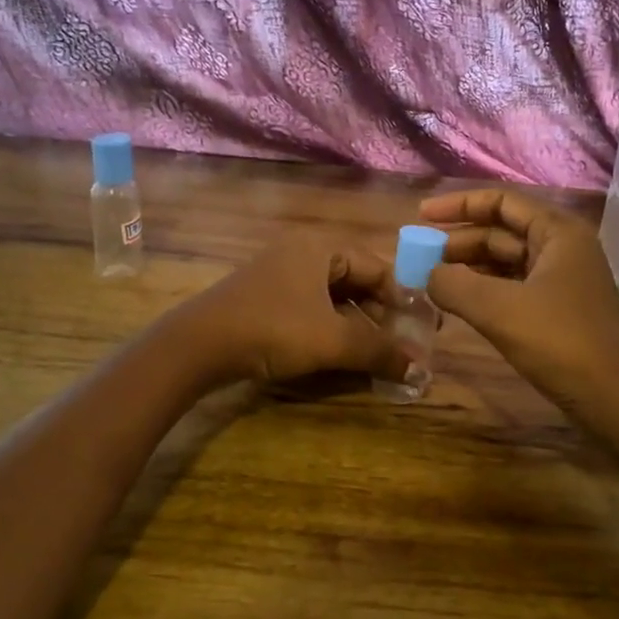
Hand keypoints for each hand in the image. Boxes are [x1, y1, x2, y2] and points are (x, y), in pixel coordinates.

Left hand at [174, 242, 406, 385]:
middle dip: (381, 313)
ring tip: (375, 352)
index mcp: (321, 248)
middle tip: (401, 343)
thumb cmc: (273, 330)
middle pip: (356, 280)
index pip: (378, 267)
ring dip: (357, 323)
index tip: (421, 329)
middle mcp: (302, 252)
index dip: (403, 298)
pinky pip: (311, 306)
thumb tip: (420, 370)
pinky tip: (340, 351)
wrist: (197, 345)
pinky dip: (331, 326)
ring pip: (333, 296)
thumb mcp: (332, 341)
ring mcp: (279, 273)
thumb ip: (379, 352)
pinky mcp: (264, 296)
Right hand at [418, 189, 618, 461]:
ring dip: (469, 268)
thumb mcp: (499, 310)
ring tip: (431, 280)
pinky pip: (513, 287)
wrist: (615, 398)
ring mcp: (562, 280)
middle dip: (459, 241)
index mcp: (557, 232)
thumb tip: (427, 274)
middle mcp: (562, 248)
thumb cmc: (560, 343)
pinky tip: (458, 303)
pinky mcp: (558, 309)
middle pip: (502, 231)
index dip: (459, 205)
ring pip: (506, 262)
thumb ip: (454, 285)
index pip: (501, 202)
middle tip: (419, 257)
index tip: (421, 217)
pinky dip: (484, 290)